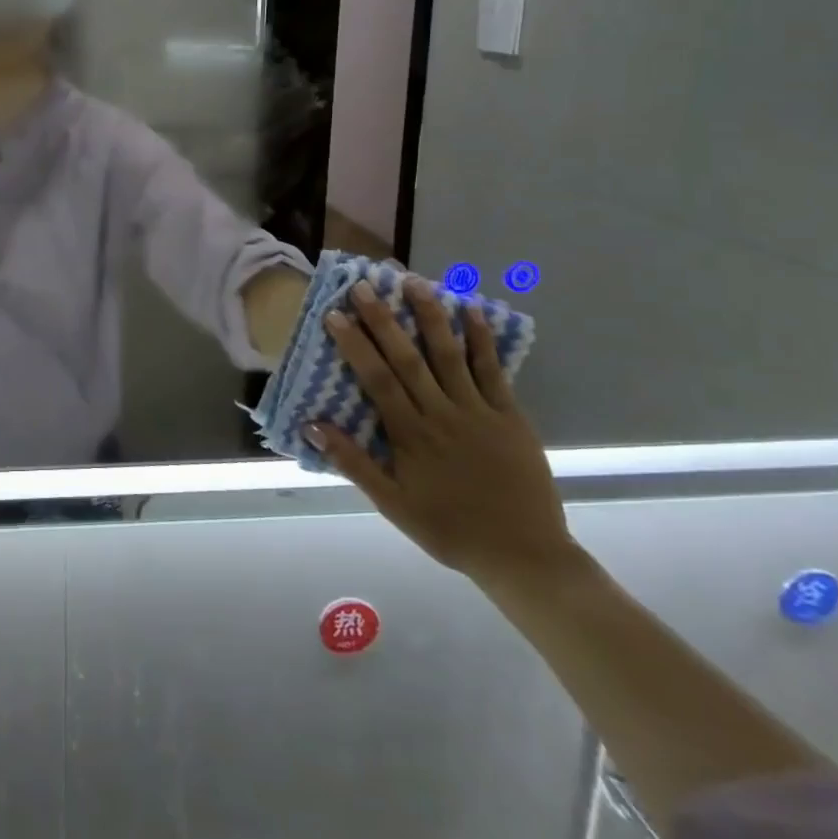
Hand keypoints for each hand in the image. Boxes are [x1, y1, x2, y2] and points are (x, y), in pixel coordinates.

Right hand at [305, 277, 576, 589]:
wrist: (525, 556)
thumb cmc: (450, 530)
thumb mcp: (392, 505)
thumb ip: (353, 462)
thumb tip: (312, 424)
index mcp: (410, 434)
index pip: (376, 379)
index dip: (354, 344)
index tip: (334, 314)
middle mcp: (441, 414)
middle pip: (407, 358)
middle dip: (383, 319)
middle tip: (363, 285)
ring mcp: (478, 411)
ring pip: (449, 354)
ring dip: (429, 316)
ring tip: (413, 282)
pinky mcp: (510, 415)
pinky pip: (493, 371)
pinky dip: (481, 339)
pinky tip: (471, 310)